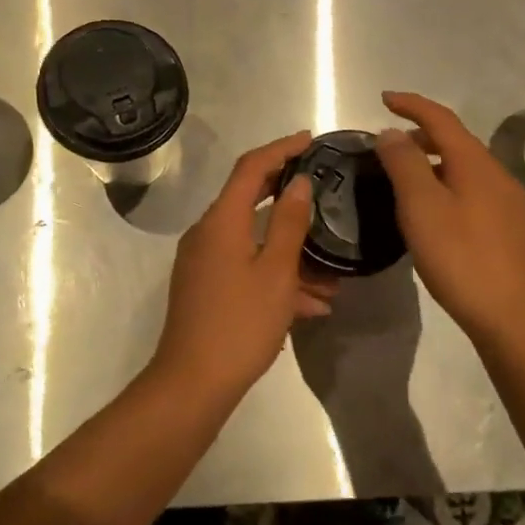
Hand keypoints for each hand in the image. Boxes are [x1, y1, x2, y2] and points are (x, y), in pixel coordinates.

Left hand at [151, 132, 336, 398]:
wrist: (192, 384)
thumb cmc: (240, 324)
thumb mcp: (276, 272)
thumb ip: (289, 223)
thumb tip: (299, 182)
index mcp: (222, 221)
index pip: (251, 167)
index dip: (281, 148)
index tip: (310, 140)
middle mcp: (207, 233)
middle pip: (249, 198)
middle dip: (287, 194)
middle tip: (321, 187)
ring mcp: (203, 262)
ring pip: (253, 240)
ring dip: (290, 249)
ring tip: (332, 271)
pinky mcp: (205, 287)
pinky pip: (245, 266)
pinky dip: (275, 275)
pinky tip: (312, 304)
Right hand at [373, 92, 524, 343]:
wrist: (515, 316)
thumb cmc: (462, 258)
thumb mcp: (422, 208)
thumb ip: (405, 165)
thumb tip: (391, 132)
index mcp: (475, 163)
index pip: (441, 118)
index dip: (412, 104)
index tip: (384, 99)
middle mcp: (496, 175)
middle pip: (456, 142)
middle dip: (421, 136)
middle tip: (388, 148)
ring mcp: (507, 203)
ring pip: (465, 169)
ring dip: (434, 163)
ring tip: (405, 180)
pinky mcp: (509, 229)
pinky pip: (472, 191)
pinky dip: (447, 186)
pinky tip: (433, 214)